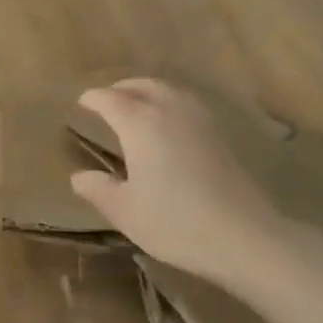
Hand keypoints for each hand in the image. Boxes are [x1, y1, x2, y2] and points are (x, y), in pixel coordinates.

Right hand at [71, 78, 311, 287]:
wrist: (243, 236)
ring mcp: (199, 120)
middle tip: (107, 98)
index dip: (93, 99)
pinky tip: (169, 124)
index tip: (82, 102)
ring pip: (168, 91)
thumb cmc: (175, 222)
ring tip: (136, 106)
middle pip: (142, 86)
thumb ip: (99, 190)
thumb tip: (79, 177)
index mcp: (140, 123)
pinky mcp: (220, 135)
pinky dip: (169, 103)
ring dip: (147, 91)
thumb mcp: (125, 211)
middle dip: (121, 88)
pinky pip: (186, 104)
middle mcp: (169, 110)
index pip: (110, 100)